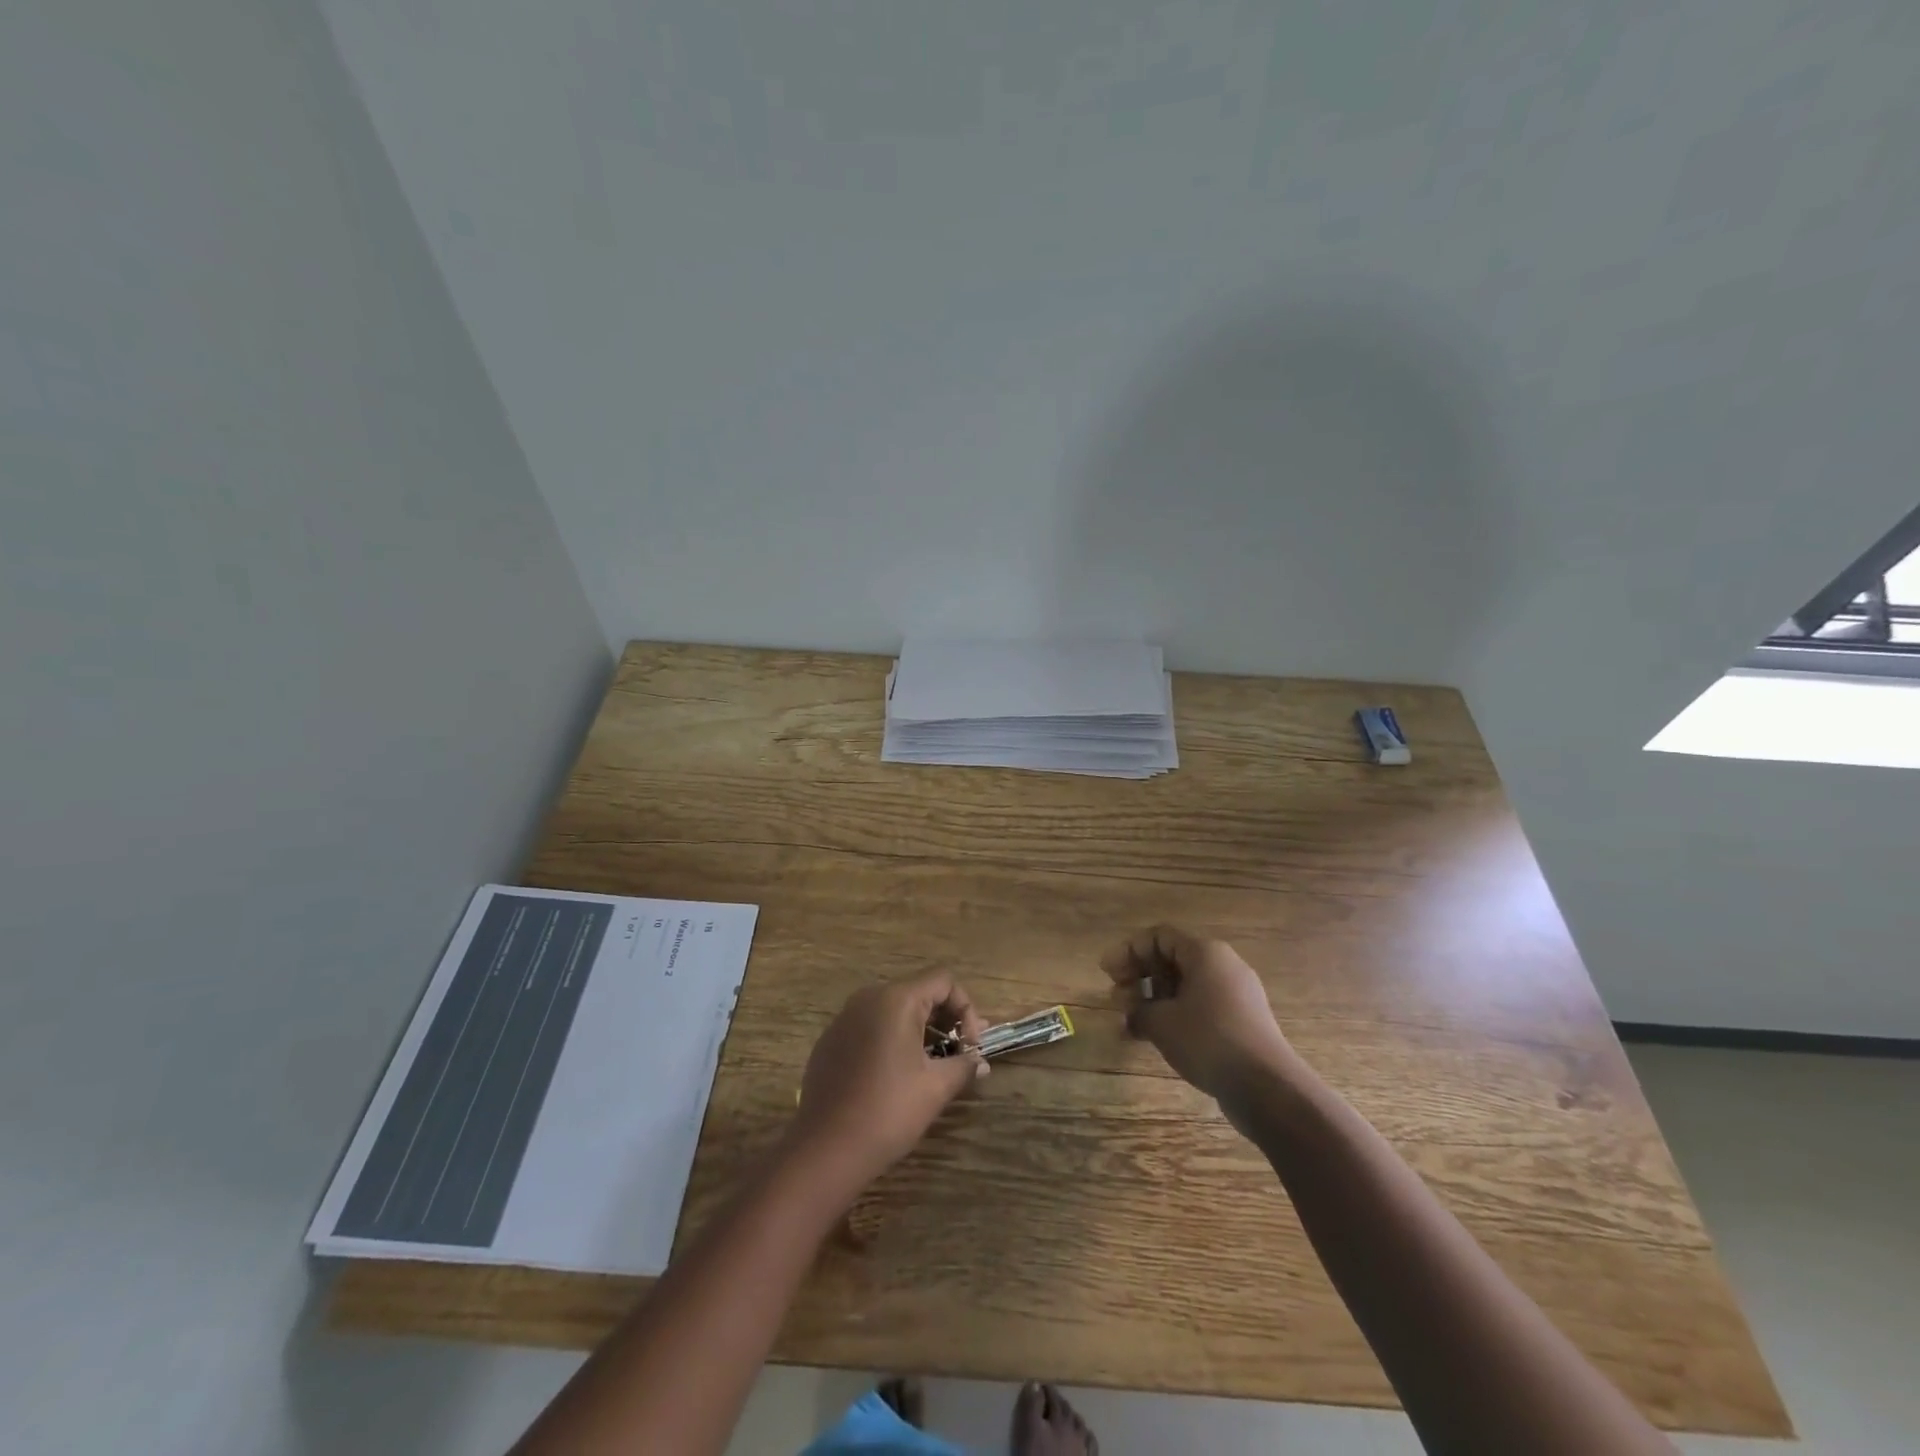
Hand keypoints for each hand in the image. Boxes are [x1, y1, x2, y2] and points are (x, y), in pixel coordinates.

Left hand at [791, 970, 988, 1185]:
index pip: (943, 980)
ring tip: (932, 1066)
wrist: (826, 1149)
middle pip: (918, 992)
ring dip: (919, 1031)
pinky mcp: (831, 1040)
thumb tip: (979, 1062)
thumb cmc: (888, 1111)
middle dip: (945, 1020)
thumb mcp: (935, 1088)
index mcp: (896, 1000)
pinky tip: (895, 1076)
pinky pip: (870, 1027)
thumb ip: (963, 1066)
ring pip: (893, 1010)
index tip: (971, 1046)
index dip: (966, 1008)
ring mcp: (844, 1018)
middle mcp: (868, 998)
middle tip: (959, 1055)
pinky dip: (891, 1040)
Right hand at [1101, 926, 1303, 1112]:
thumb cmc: (1208, 1040)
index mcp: (1205, 952)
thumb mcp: (1161, 1022)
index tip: (1107, 974)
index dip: (1127, 951)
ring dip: (1154, 999)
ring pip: (1185, 985)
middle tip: (1116, 998)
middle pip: (1171, 959)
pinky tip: (1157, 1038)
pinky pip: (1200, 1006)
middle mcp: (1223, 965)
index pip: (1158, 936)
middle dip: (1139, 976)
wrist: (1267, 1087)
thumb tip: (1132, 1013)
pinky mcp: (1242, 1021)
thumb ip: (1138, 1010)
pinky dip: (1175, 1015)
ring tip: (1132, 1022)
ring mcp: (1236, 994)